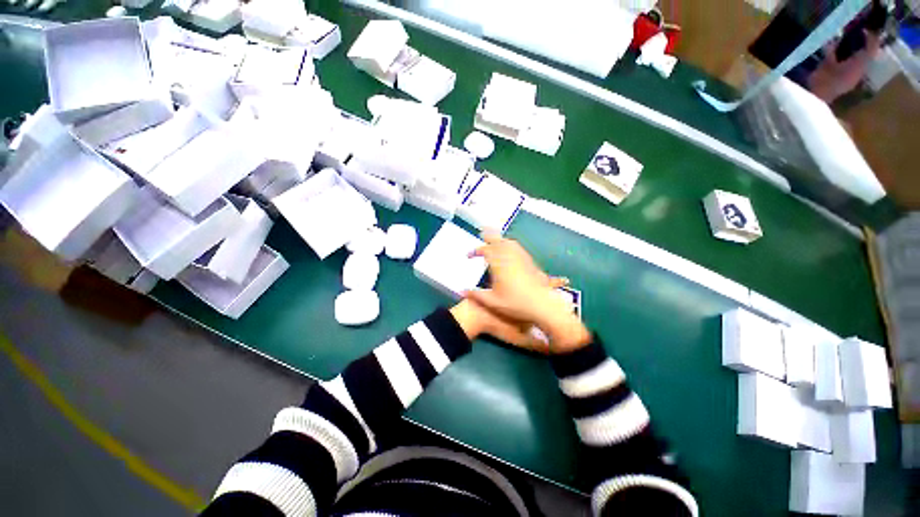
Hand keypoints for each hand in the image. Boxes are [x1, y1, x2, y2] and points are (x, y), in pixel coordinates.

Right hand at [464, 232, 590, 352]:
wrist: (543, 305)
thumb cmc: (516, 303)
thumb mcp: (493, 302)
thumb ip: (476, 295)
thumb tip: (461, 291)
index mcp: (499, 265)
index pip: (485, 251)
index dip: (476, 251)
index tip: (469, 256)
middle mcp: (510, 257)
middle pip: (498, 241)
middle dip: (489, 237)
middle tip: (482, 235)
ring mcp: (522, 258)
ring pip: (510, 243)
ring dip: (501, 240)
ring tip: (495, 243)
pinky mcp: (530, 262)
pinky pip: (519, 249)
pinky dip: (511, 246)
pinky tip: (511, 251)